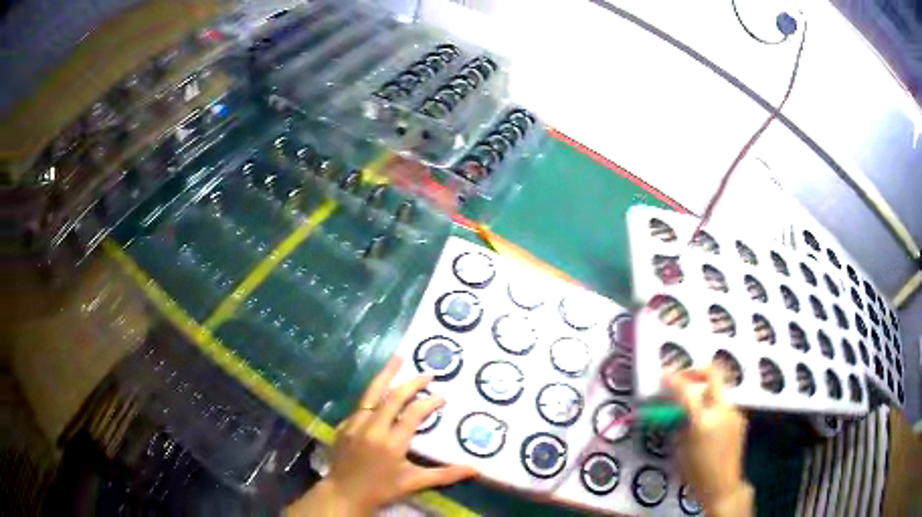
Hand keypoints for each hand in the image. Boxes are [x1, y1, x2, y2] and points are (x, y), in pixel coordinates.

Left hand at [286, 357, 477, 515]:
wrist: (343, 494)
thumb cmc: (381, 489)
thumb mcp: (414, 483)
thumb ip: (445, 475)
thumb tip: (475, 470)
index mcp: (391, 443)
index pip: (413, 414)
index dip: (429, 402)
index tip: (442, 397)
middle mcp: (372, 429)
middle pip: (392, 397)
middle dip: (412, 382)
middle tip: (428, 373)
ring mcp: (354, 425)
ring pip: (371, 394)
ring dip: (386, 375)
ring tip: (398, 359)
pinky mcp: (344, 426)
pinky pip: (360, 406)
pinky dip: (372, 396)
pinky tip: (379, 391)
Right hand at [665, 366, 750, 515]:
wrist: (723, 486)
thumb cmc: (695, 473)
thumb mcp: (679, 449)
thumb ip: (678, 424)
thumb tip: (673, 406)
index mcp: (702, 422)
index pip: (686, 391)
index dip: (673, 379)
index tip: (664, 375)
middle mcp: (721, 411)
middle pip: (713, 373)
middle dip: (696, 371)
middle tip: (683, 378)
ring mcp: (734, 412)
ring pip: (718, 390)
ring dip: (704, 392)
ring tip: (693, 409)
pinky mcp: (740, 418)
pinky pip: (723, 405)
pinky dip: (712, 407)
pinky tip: (707, 424)